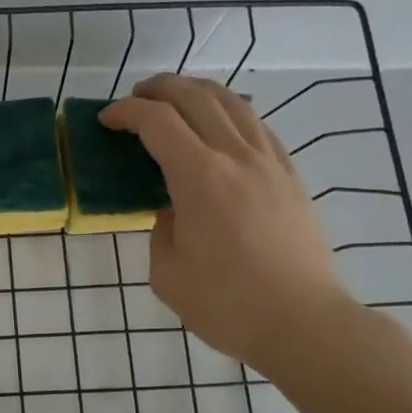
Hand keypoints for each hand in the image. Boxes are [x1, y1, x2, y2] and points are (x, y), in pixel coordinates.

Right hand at [101, 74, 352, 374]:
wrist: (305, 323)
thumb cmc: (228, 305)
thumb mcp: (167, 273)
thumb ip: (161, 228)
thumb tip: (172, 207)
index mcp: (200, 178)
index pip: (157, 122)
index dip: (126, 113)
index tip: (106, 120)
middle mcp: (237, 157)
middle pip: (196, 97)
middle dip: (159, 89)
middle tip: (135, 100)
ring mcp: (270, 162)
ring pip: (232, 103)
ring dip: (197, 92)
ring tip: (174, 100)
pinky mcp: (291, 175)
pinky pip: (257, 125)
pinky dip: (230, 112)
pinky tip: (219, 126)